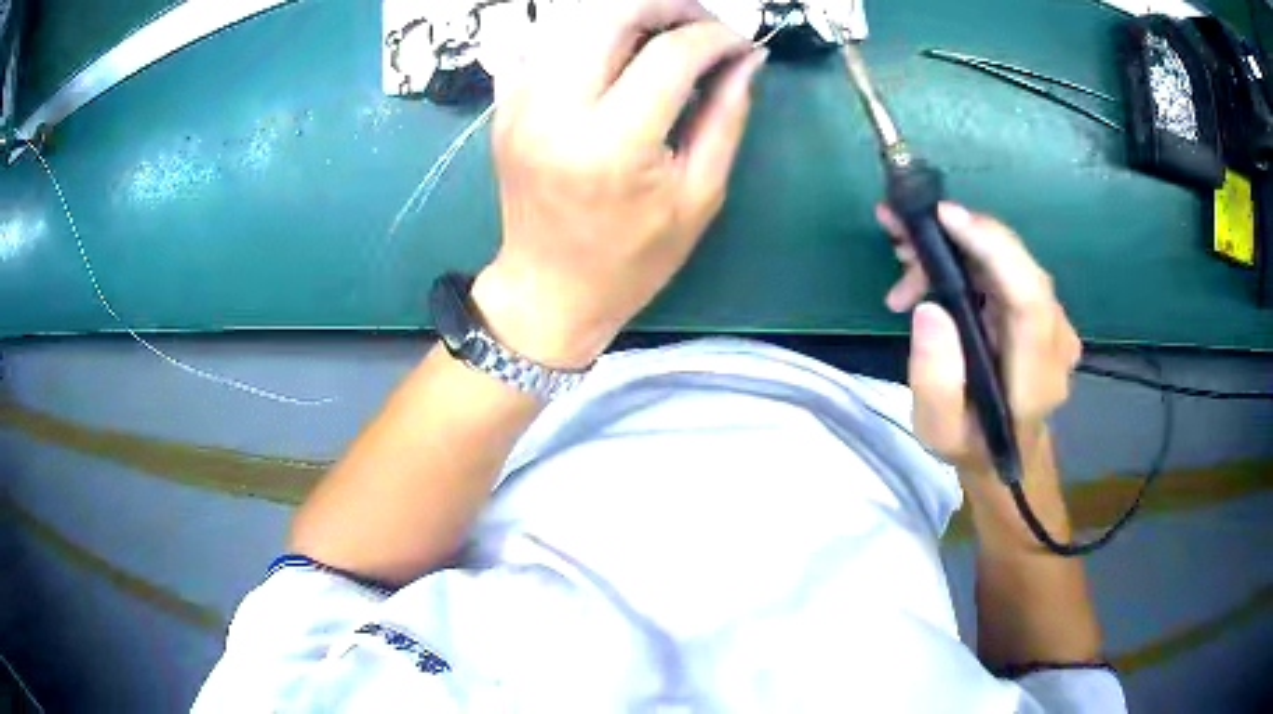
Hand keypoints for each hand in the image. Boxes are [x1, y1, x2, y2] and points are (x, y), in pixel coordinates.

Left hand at [471, 0, 766, 368]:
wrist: (548, 289)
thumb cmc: (632, 259)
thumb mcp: (698, 196)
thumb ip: (726, 117)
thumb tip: (747, 59)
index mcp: (613, 145)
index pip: (671, 54)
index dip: (715, 36)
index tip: (740, 44)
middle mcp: (556, 112)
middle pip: (610, 14)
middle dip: (666, 4)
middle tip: (700, 24)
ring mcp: (520, 105)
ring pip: (571, 19)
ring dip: (624, 13)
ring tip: (662, 33)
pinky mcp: (504, 107)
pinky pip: (539, 41)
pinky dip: (580, 31)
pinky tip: (610, 50)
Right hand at [878, 203, 1082, 474]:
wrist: (1004, 452)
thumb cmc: (970, 443)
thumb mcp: (938, 431)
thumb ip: (934, 379)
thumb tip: (928, 308)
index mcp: (1037, 374)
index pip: (1029, 294)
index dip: (992, 246)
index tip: (943, 217)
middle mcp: (1056, 338)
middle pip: (1015, 266)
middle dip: (957, 238)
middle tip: (897, 230)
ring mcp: (1053, 320)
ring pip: (1007, 260)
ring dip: (955, 247)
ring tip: (903, 256)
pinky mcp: (1041, 309)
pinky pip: (1006, 268)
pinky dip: (966, 257)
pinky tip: (929, 270)